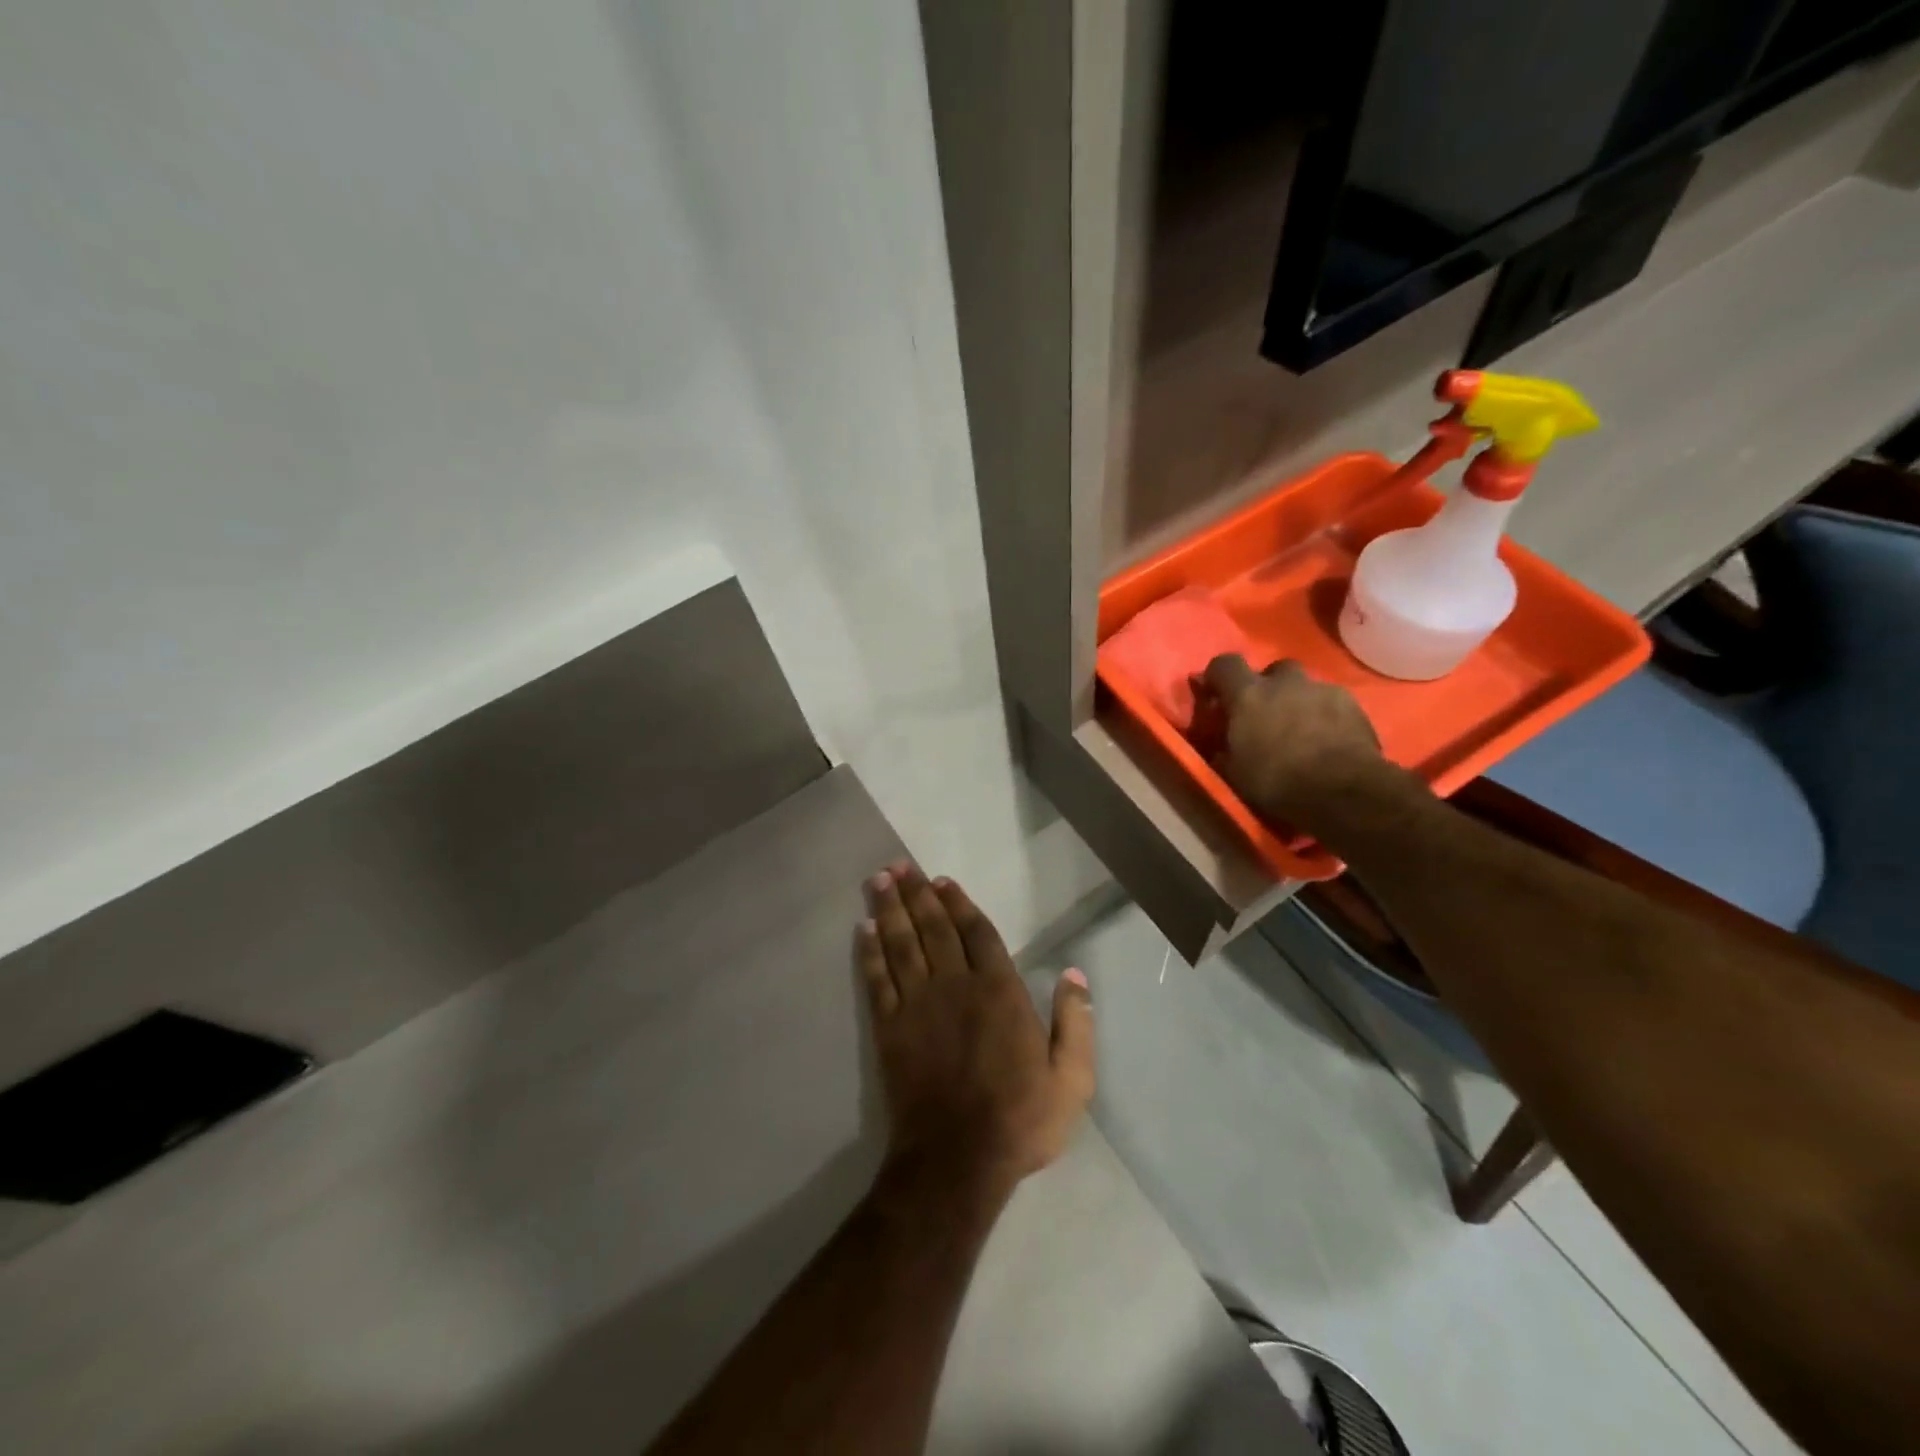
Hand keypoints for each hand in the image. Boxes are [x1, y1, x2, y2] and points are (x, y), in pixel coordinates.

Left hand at [857, 864, 1093, 1195]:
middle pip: (933, 927)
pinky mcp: (889, 1027)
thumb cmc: (1020, 1119)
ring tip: (878, 880)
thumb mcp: (1071, 1079)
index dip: (959, 903)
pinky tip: (863, 930)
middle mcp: (956, 985)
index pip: (977, 933)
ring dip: (889, 909)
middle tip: (898, 866)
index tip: (942, 881)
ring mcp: (918, 1004)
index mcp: (999, 991)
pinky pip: (877, 979)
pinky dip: (870, 952)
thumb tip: (1074, 973)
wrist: (957, 1160)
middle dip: (916, 893)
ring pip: (902, 943)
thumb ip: (1076, 1022)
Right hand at [1202, 655, 1387, 830]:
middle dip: (1268, 687)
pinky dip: (1326, 717)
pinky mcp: (1354, 706)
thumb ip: (1226, 750)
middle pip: (1274, 670)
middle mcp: (1285, 682)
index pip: (1224, 664)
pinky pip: (1333, 704)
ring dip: (1299, 703)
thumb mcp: (1235, 773)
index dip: (1218, 676)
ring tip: (1301, 733)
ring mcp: (1323, 690)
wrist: (1344, 791)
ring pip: (1306, 688)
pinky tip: (1327, 741)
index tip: (1216, 695)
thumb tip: (1221, 747)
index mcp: (1248, 695)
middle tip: (1266, 715)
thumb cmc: (1277, 781)